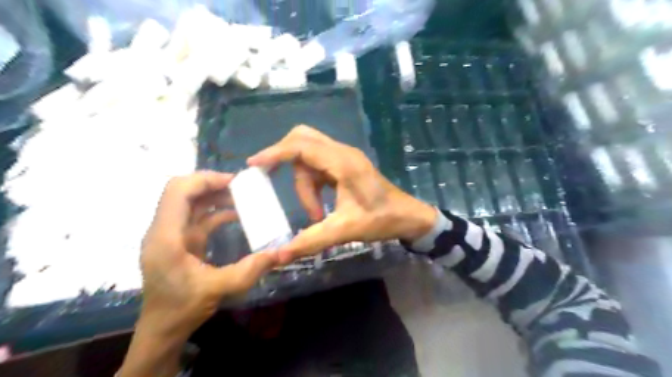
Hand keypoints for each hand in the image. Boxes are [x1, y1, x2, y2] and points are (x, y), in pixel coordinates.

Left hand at [140, 173, 276, 339]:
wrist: (162, 329)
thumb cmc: (182, 309)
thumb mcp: (218, 289)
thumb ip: (249, 270)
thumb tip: (280, 253)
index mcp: (166, 237)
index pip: (178, 191)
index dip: (206, 180)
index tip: (235, 183)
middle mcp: (164, 230)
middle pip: (183, 191)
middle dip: (212, 184)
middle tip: (241, 187)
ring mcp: (171, 235)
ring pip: (191, 202)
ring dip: (215, 196)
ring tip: (242, 197)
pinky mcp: (180, 241)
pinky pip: (198, 217)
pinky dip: (216, 211)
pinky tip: (236, 214)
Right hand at [248, 126, 435, 263]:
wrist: (408, 217)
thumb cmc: (381, 220)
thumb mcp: (345, 231)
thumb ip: (311, 241)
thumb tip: (279, 256)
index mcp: (343, 163)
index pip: (301, 146)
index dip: (275, 152)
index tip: (253, 165)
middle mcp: (342, 153)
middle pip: (303, 140)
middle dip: (284, 159)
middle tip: (271, 179)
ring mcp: (344, 158)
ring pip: (309, 156)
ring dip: (304, 183)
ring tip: (314, 214)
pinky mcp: (345, 165)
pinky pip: (318, 165)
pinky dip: (311, 183)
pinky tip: (318, 206)